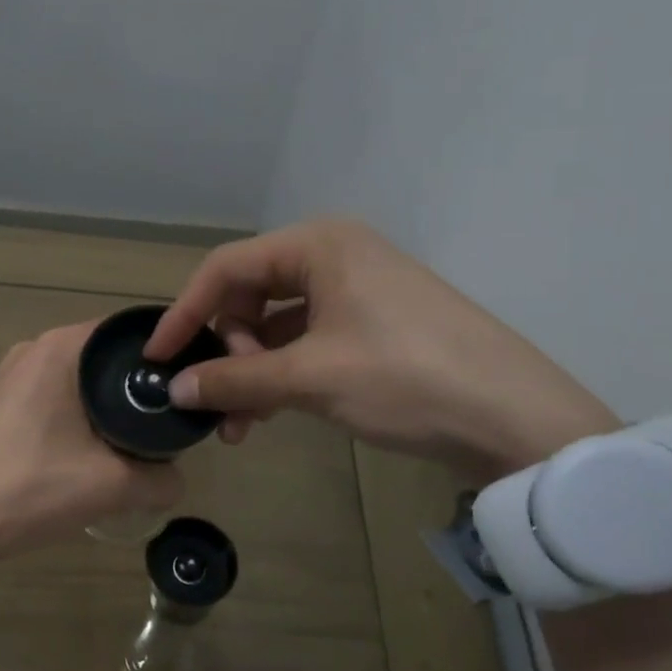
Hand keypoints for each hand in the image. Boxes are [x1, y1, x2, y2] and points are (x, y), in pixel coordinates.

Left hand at [0, 322, 181, 588]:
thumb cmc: (28, 488)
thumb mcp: (111, 487)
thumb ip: (161, 479)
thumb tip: (176, 479)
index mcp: (56, 351)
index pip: (122, 333)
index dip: (156, 356)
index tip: (178, 386)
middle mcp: (23, 353)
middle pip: (92, 360)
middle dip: (124, 388)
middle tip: (155, 422)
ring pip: (60, 385)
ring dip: (87, 409)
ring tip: (112, 446)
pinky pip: (30, 407)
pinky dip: (53, 424)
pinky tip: (58, 462)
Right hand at [146, 219, 618, 478]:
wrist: (515, 416)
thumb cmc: (405, 378)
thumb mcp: (310, 379)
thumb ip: (234, 380)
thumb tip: (174, 388)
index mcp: (318, 245)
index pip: (225, 269)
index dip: (185, 313)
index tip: (156, 356)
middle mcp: (334, 255)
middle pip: (250, 295)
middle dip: (227, 350)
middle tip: (223, 400)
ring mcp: (357, 290)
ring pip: (277, 325)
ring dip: (252, 371)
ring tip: (242, 424)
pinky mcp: (372, 325)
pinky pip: (307, 341)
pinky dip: (283, 375)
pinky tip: (271, 414)